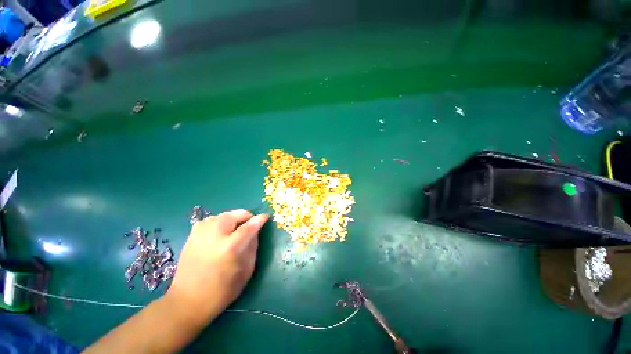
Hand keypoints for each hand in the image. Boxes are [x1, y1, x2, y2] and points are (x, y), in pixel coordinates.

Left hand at [166, 209, 268, 322]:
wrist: (187, 301)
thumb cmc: (222, 291)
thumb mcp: (246, 270)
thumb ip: (253, 247)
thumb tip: (255, 231)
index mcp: (229, 248)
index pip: (249, 226)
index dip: (259, 219)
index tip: (266, 216)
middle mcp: (214, 236)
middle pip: (235, 215)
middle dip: (246, 217)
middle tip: (249, 226)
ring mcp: (200, 233)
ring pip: (224, 215)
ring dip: (234, 219)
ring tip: (235, 231)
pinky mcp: (192, 234)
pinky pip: (212, 220)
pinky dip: (221, 222)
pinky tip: (221, 234)